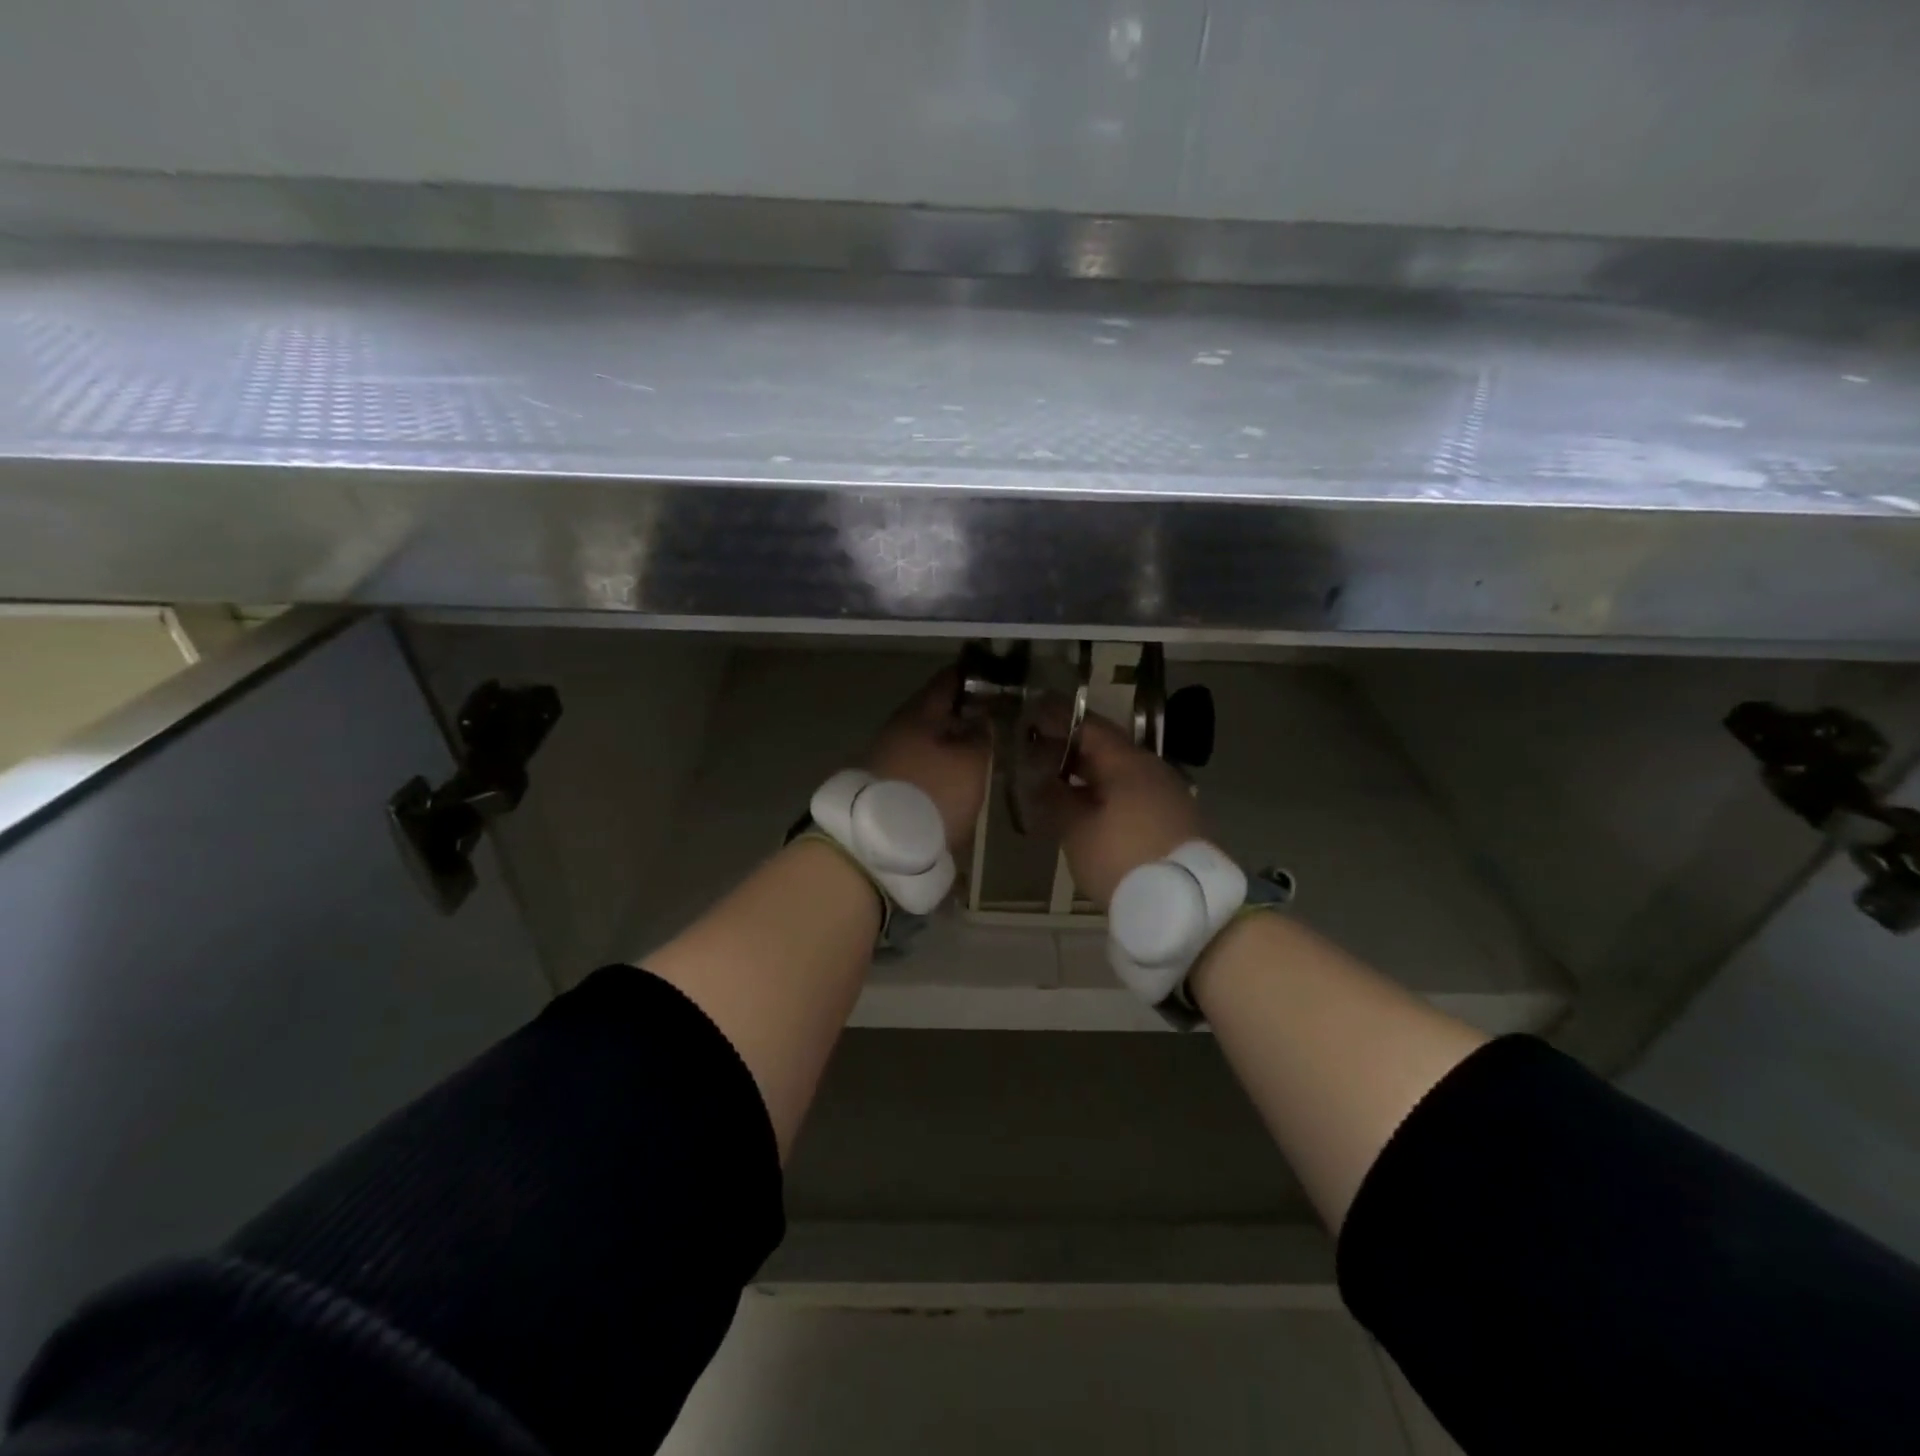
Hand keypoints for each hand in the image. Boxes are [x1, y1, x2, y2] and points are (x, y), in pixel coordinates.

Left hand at [863, 669, 990, 853]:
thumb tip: (981, 719)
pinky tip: (952, 779)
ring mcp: (885, 757)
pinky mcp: (882, 786)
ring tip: (976, 753)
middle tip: (992, 719)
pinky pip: (916, 765)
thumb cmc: (932, 794)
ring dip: (948, 742)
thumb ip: (981, 735)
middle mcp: (897, 728)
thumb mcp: (971, 763)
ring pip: (925, 740)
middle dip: (962, 713)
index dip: (974, 675)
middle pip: (935, 711)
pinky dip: (936, 766)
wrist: (878, 847)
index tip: (996, 677)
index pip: (948, 680)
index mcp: (919, 713)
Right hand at [1043, 713, 1206, 908]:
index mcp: (1127, 762)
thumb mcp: (1077, 831)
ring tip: (1058, 784)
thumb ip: (1055, 799)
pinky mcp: (1176, 820)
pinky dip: (1107, 794)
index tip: (1034, 714)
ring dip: (1090, 775)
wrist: (1187, 903)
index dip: (1059, 719)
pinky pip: (1134, 794)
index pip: (1089, 727)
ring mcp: (1168, 794)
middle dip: (1072, 749)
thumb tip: (1038, 779)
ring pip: (1121, 774)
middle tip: (1039, 752)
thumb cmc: (1123, 859)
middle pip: (1107, 749)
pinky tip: (1090, 810)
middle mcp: (1152, 769)